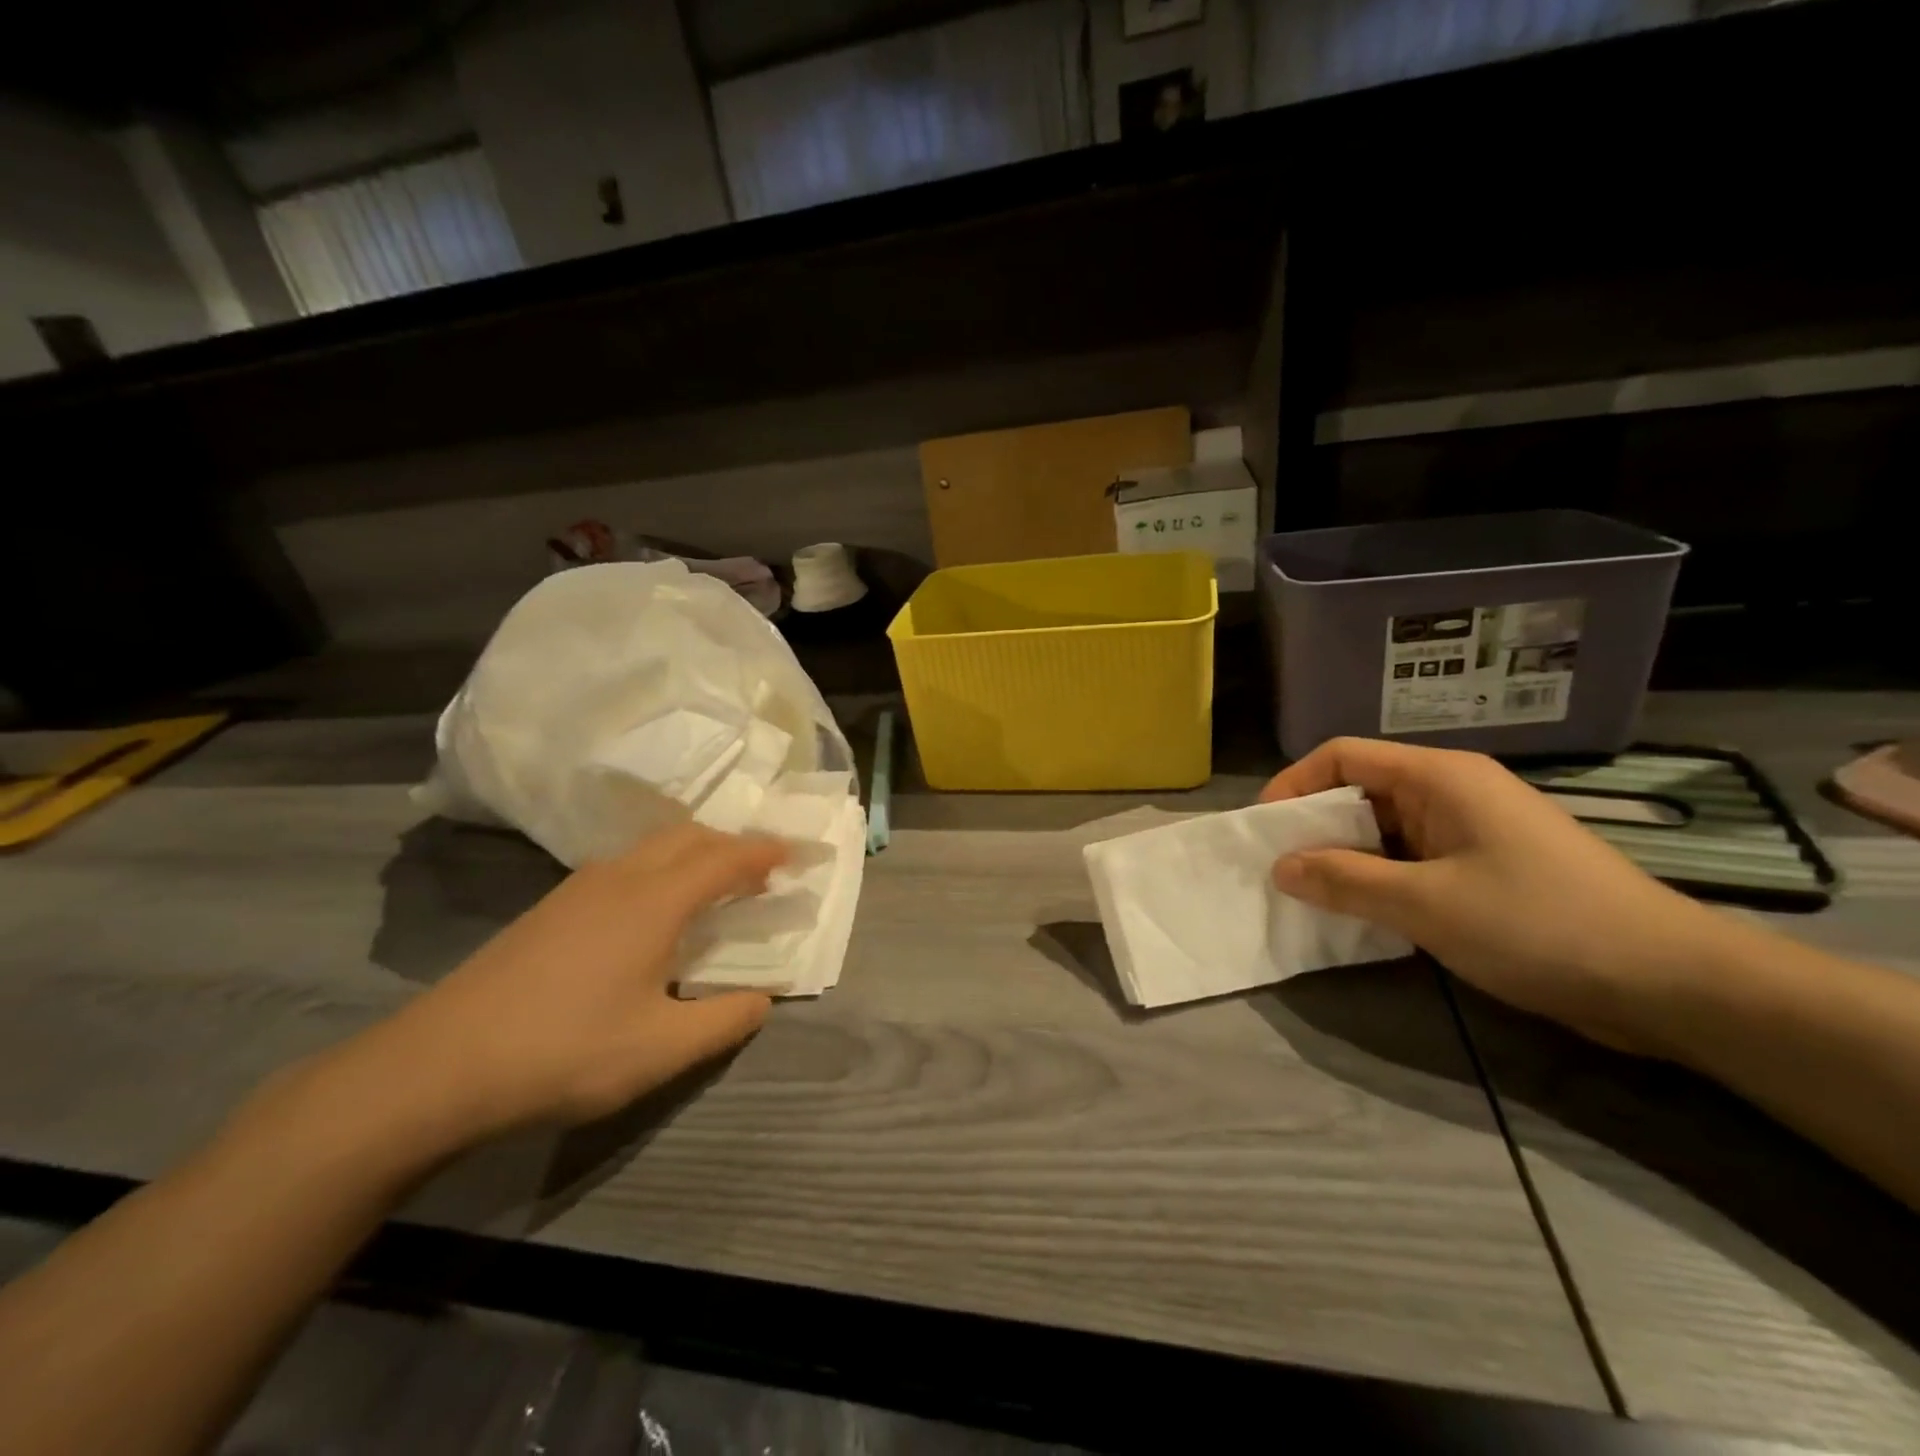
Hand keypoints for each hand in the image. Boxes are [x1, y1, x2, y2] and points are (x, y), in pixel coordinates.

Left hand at [336, 823, 785, 1147]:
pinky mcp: (550, 909)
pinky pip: (624, 866)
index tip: (798, 854)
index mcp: (655, 901)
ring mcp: (578, 889)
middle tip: (762, 869)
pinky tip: (652, 912)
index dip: (766, 852)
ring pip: (652, 848)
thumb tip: (762, 999)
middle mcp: (620, 878)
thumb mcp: (661, 1049)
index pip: (726, 858)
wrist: (435, 1068)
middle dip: (732, 843)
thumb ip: (724, 1021)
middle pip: (689, 837)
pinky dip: (660, 869)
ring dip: (694, 853)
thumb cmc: (564, 1052)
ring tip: (715, 886)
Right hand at [1261, 737, 1725, 1054]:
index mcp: (1440, 777)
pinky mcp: (1486, 868)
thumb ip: (1345, 880)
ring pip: (1384, 829)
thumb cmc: (1541, 924)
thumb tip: (1279, 866)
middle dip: (1314, 826)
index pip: (1343, 756)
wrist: (1671, 983)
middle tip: (1280, 870)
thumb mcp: (1427, 904)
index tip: (1264, 831)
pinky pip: (1411, 860)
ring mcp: (1472, 830)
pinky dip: (1378, 879)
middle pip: (1360, 790)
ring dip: (1344, 858)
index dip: (1294, 785)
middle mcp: (1453, 792)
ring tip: (1311, 895)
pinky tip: (1362, 913)